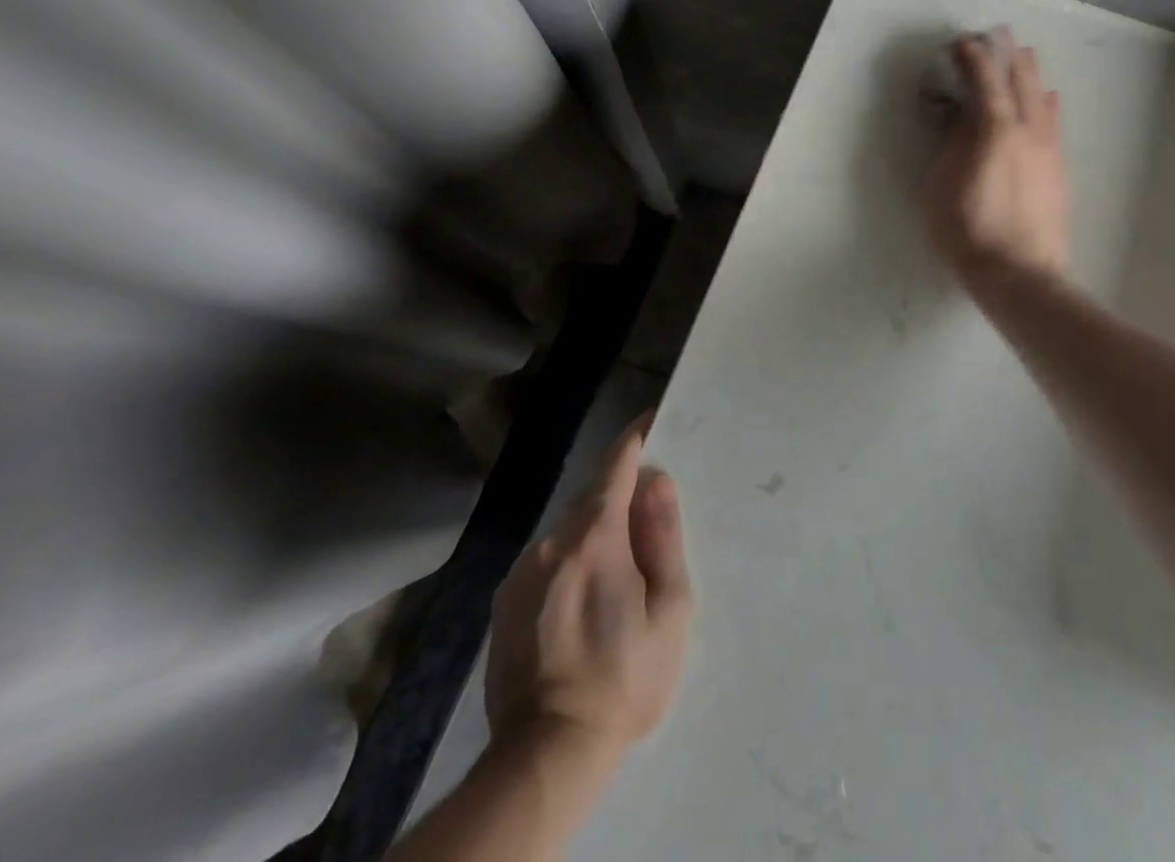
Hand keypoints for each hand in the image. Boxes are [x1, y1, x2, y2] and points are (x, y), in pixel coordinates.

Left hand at [485, 419, 692, 758]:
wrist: (547, 755)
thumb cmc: (625, 678)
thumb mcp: (669, 609)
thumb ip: (663, 537)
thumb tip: (657, 480)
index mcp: (593, 539)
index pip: (614, 466)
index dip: (634, 438)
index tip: (652, 419)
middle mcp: (550, 544)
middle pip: (592, 497)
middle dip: (621, 493)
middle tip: (651, 512)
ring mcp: (520, 574)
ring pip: (568, 530)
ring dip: (595, 531)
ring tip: (621, 567)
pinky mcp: (504, 603)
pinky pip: (547, 560)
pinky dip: (571, 559)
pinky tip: (585, 597)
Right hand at [923, 32, 1071, 291]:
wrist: (1020, 274)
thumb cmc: (968, 231)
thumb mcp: (940, 186)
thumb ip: (952, 144)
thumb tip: (962, 117)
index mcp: (995, 130)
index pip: (985, 80)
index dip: (973, 57)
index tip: (962, 42)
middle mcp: (1028, 131)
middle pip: (1020, 81)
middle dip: (1007, 55)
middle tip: (997, 37)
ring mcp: (1048, 150)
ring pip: (1043, 99)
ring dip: (1030, 75)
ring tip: (1024, 57)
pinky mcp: (1059, 170)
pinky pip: (1055, 124)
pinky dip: (1048, 104)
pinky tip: (1049, 100)